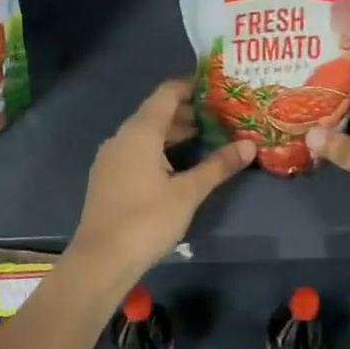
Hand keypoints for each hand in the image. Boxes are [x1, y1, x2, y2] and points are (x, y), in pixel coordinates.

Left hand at [72, 79, 254, 278]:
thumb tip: (249, 145)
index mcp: (140, 132)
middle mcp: (122, 138)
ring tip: (208, 138)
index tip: (219, 88)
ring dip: (175, 133)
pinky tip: (180, 165)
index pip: (167, 93)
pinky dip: (160, 149)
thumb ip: (218, 165)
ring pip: (147, 134)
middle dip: (189, 112)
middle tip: (222, 116)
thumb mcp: (188, 193)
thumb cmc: (146, 221)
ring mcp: (112, 158)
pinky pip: (137, 151)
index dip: (192, 86)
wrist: (100, 261)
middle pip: (157, 112)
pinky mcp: (109, 178)